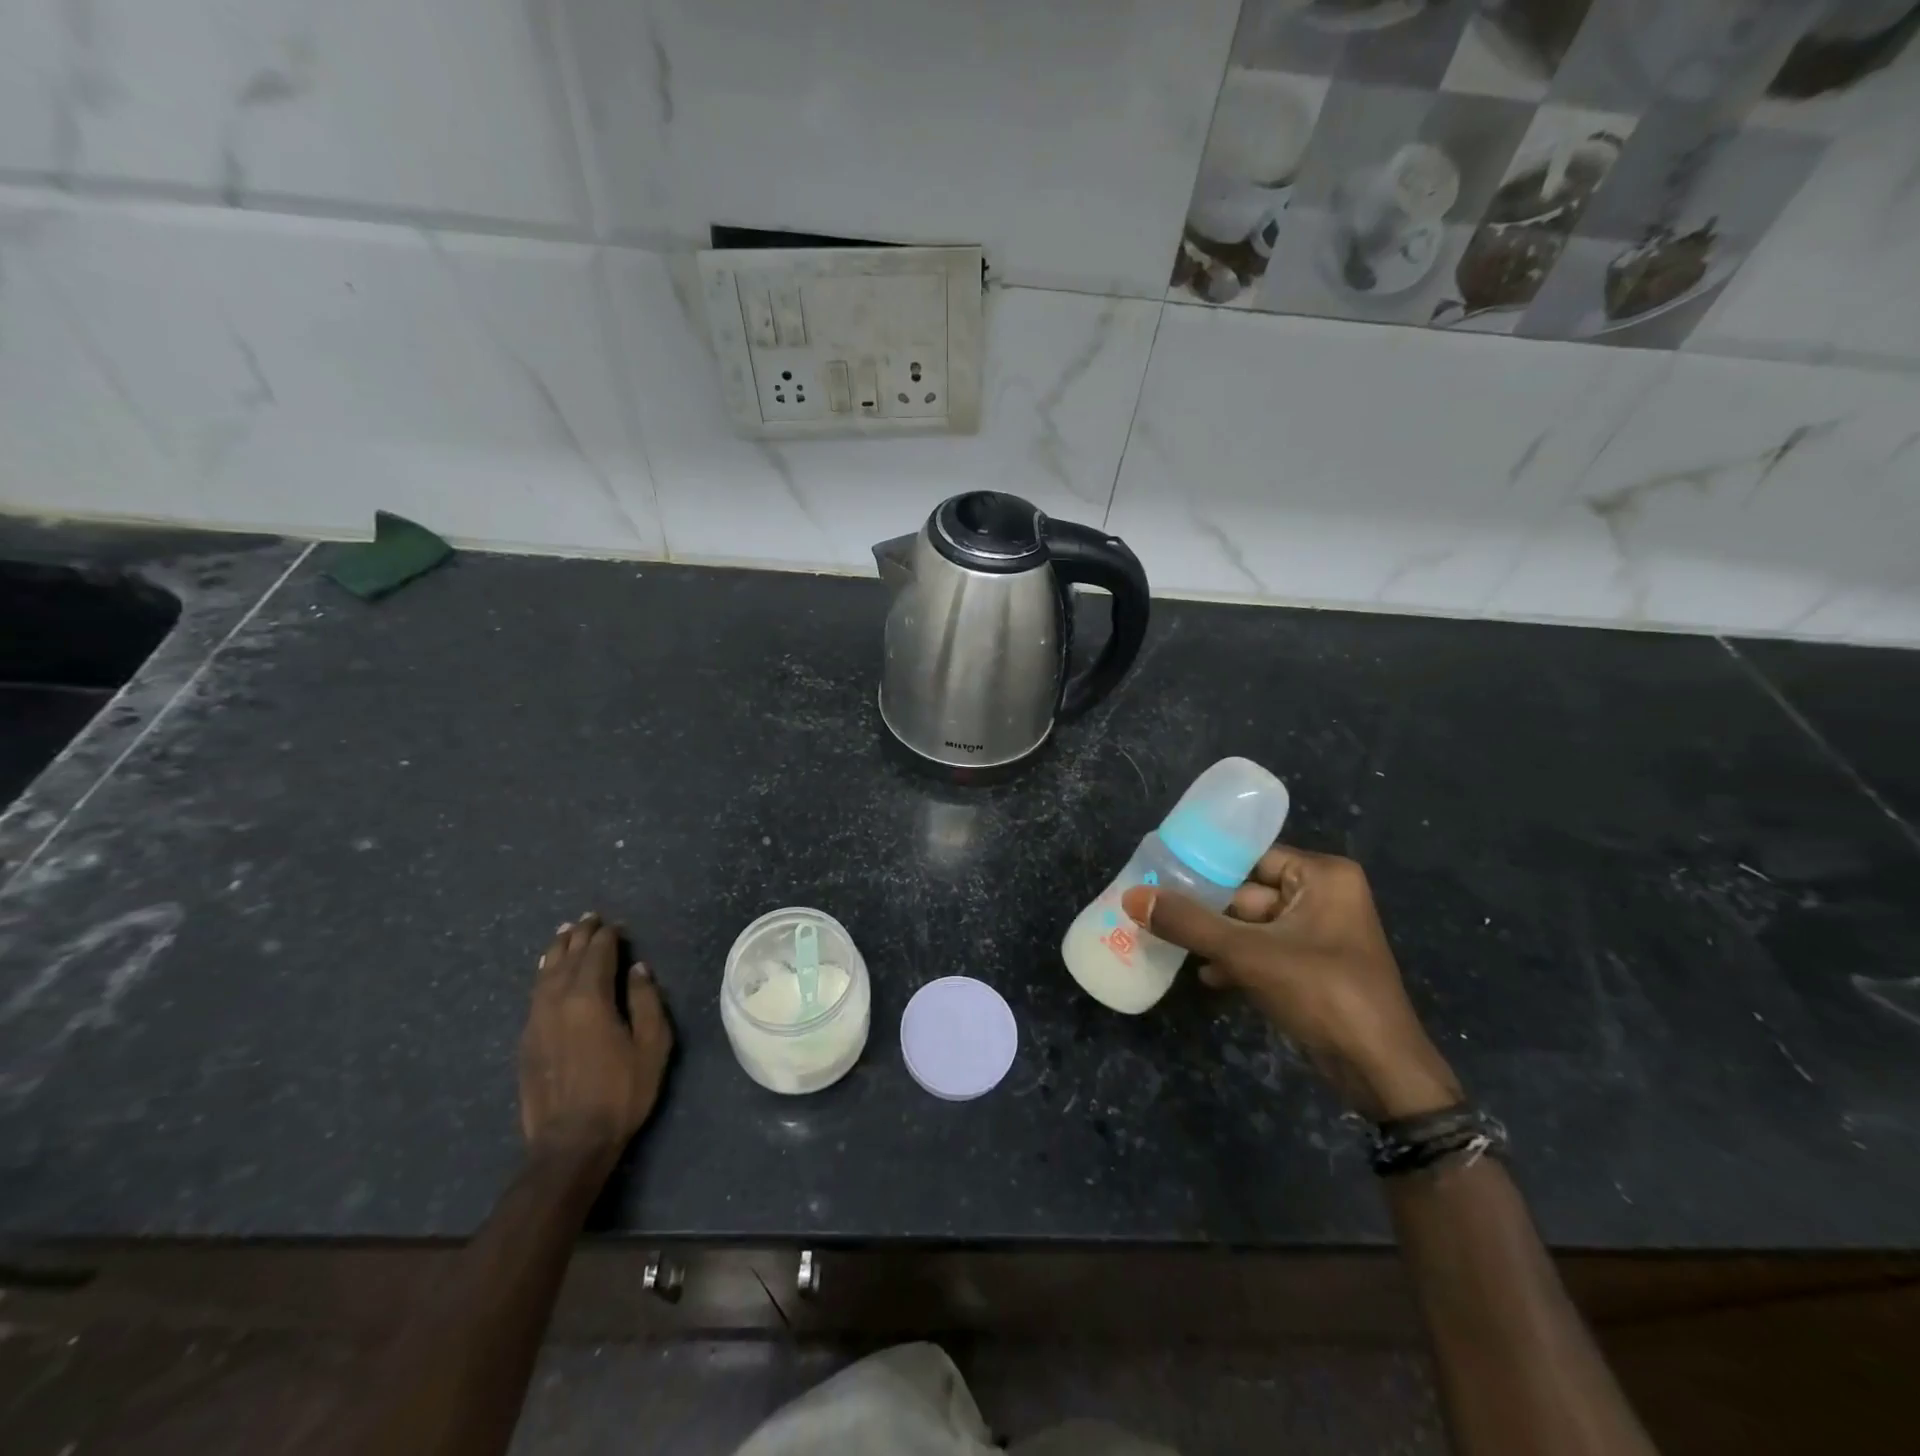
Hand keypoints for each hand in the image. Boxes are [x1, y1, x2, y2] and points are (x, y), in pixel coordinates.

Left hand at [518, 913, 672, 1163]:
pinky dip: (544, 973)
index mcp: (590, 998)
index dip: (608, 936)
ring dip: (558, 949)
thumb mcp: (652, 1044)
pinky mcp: (526, 1040)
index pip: (598, 953)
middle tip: (590, 918)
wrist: (570, 1143)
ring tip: (566, 933)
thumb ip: (646, 1000)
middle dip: (581, 935)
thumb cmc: (621, 1091)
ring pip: (545, 972)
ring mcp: (536, 1020)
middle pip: (568, 957)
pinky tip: (547, 970)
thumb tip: (638, 969)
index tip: (616, 924)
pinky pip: (534, 992)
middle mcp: (557, 1001)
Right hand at [1122, 847, 1459, 1119]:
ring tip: (1170, 941)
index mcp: (1322, 876)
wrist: (1380, 1072)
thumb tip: (1132, 896)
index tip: (1161, 870)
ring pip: (1253, 924)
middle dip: (1207, 908)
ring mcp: (1321, 933)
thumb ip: (1188, 923)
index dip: (1206, 864)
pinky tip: (1206, 976)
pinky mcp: (1314, 966)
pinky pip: (1266, 950)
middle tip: (1157, 909)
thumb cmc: (1322, 993)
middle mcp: (1325, 895)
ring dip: (1217, 938)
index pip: (1250, 856)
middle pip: (1248, 891)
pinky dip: (1238, 961)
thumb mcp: (1248, 954)